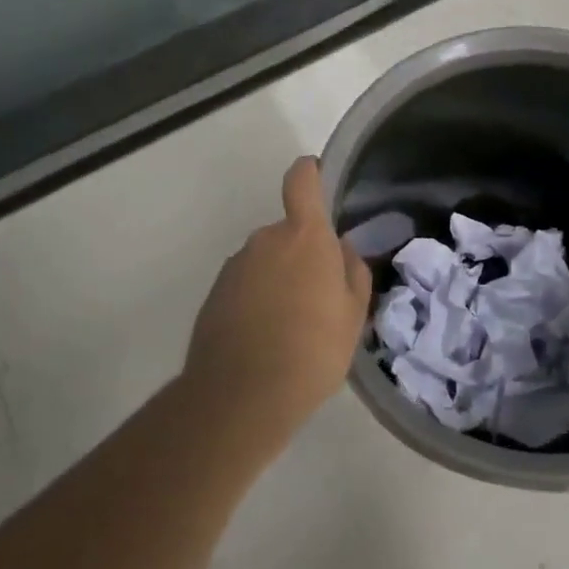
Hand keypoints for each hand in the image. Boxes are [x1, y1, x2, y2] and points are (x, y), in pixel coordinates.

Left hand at [182, 156, 372, 437]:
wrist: (242, 395)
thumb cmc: (313, 348)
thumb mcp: (354, 314)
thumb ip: (353, 271)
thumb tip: (341, 251)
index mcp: (304, 236)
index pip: (302, 182)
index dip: (309, 172)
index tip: (316, 175)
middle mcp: (265, 240)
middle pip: (288, 232)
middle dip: (302, 253)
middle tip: (319, 296)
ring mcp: (235, 267)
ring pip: (266, 261)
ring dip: (279, 280)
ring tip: (292, 326)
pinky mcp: (214, 295)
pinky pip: (245, 285)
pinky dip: (257, 301)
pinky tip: (266, 338)